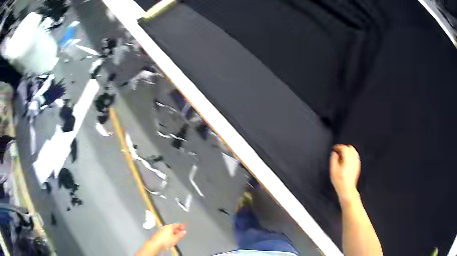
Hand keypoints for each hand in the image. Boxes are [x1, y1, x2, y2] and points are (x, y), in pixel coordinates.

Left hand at [153, 224, 186, 249]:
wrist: (156, 243)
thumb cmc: (166, 240)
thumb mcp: (176, 238)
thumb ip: (180, 234)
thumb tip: (184, 231)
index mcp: (170, 226)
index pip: (177, 224)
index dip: (182, 226)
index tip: (185, 228)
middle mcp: (166, 226)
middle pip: (173, 227)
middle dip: (178, 229)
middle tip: (182, 232)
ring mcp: (162, 229)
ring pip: (170, 229)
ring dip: (174, 232)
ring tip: (177, 235)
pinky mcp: (160, 233)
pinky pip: (167, 231)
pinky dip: (170, 233)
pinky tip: (171, 237)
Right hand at [330, 145, 360, 203]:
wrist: (347, 189)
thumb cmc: (339, 181)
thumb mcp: (333, 170)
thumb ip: (333, 160)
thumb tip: (334, 153)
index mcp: (347, 159)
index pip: (344, 148)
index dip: (338, 147)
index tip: (334, 148)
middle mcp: (353, 159)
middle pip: (350, 148)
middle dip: (344, 148)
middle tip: (338, 151)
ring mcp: (356, 163)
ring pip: (354, 152)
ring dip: (348, 151)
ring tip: (342, 155)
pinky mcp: (357, 166)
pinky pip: (356, 157)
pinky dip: (351, 155)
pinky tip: (347, 160)